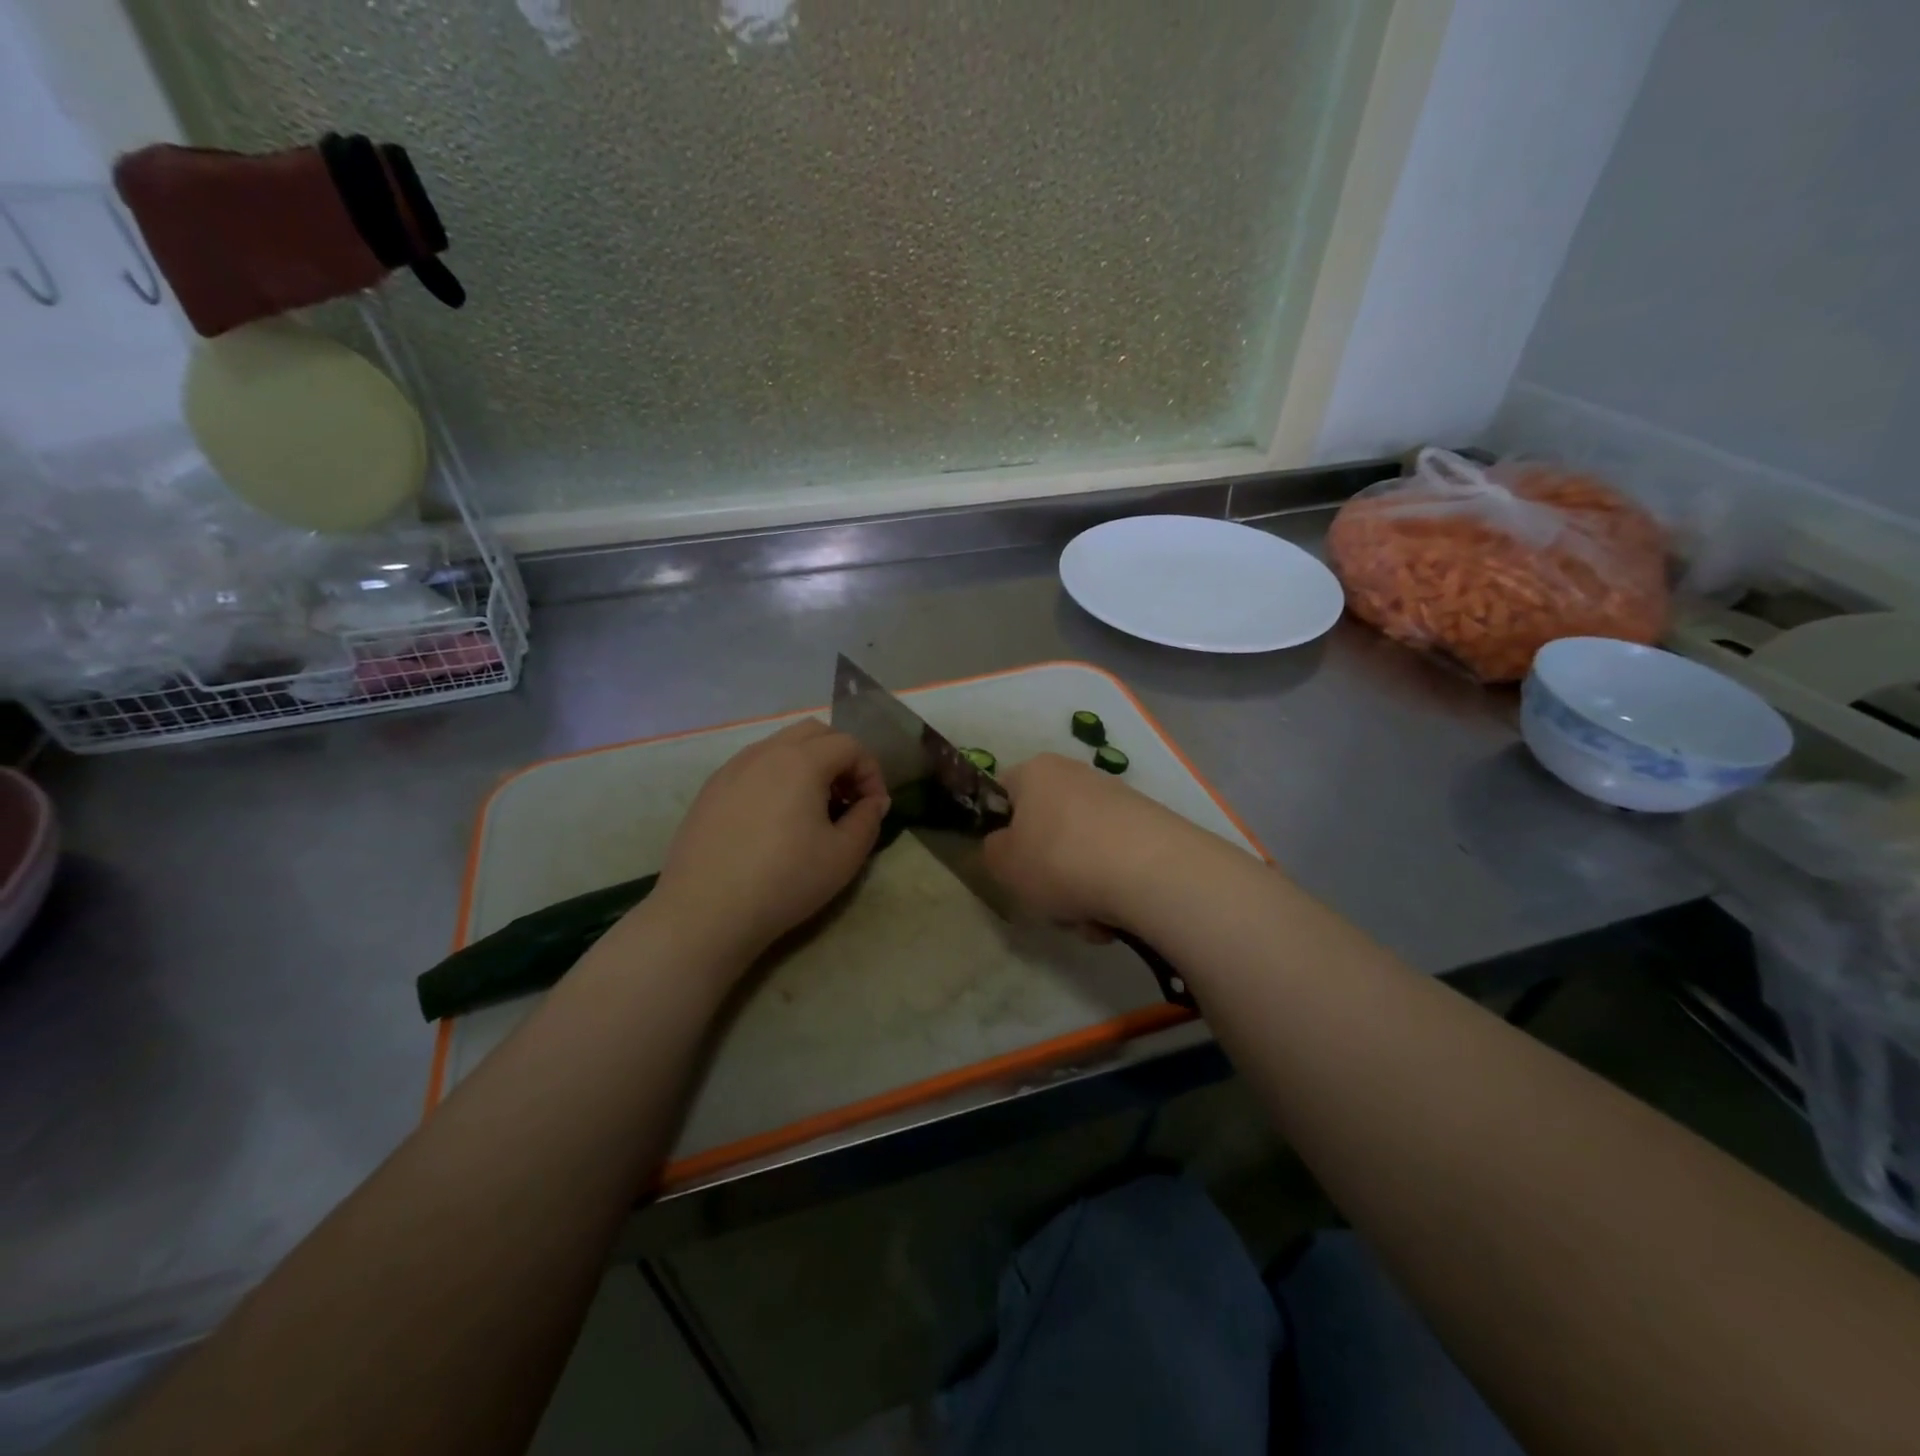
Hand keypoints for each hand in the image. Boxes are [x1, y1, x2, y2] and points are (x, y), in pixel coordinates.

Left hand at [650, 720, 888, 967]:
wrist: (705, 911)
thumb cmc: (784, 881)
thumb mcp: (844, 856)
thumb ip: (868, 819)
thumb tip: (873, 801)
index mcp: (801, 761)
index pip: (849, 745)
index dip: (871, 772)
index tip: (874, 807)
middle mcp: (765, 752)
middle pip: (814, 732)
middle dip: (840, 757)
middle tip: (847, 797)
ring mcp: (732, 768)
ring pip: (780, 745)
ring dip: (807, 764)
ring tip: (812, 808)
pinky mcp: (710, 789)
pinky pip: (753, 766)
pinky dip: (776, 777)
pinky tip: (774, 819)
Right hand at [982, 753, 1217, 933]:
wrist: (1151, 872)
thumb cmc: (1060, 860)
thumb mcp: (1003, 864)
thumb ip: (993, 851)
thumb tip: (1007, 846)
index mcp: (1037, 772)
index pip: (1004, 791)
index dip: (1000, 827)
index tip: (1007, 862)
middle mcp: (1077, 775)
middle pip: (1047, 829)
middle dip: (1046, 872)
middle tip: (1049, 902)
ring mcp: (1118, 800)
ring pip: (1081, 853)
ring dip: (1079, 891)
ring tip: (1089, 920)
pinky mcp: (1150, 827)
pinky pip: (1115, 863)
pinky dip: (1111, 891)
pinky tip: (1117, 917)